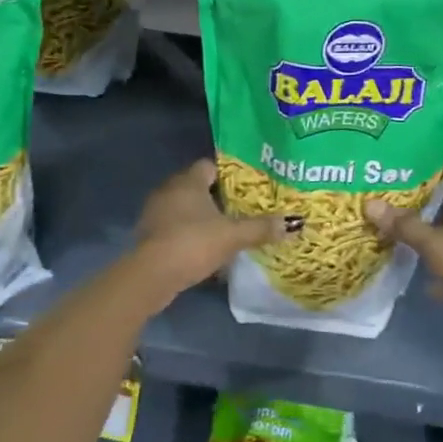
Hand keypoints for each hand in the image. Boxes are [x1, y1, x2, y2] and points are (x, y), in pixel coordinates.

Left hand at [132, 159, 297, 305]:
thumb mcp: (232, 236)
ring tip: (224, 230)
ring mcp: (155, 213)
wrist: (151, 276)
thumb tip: (294, 223)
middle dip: (216, 197)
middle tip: (240, 209)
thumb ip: (261, 228)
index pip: (209, 165)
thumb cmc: (193, 243)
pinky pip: (173, 227)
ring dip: (200, 217)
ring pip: (184, 208)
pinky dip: (187, 234)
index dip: (227, 174)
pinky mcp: (149, 235)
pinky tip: (203, 249)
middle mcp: (169, 190)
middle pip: (196, 186)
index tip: (245, 187)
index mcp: (188, 181)